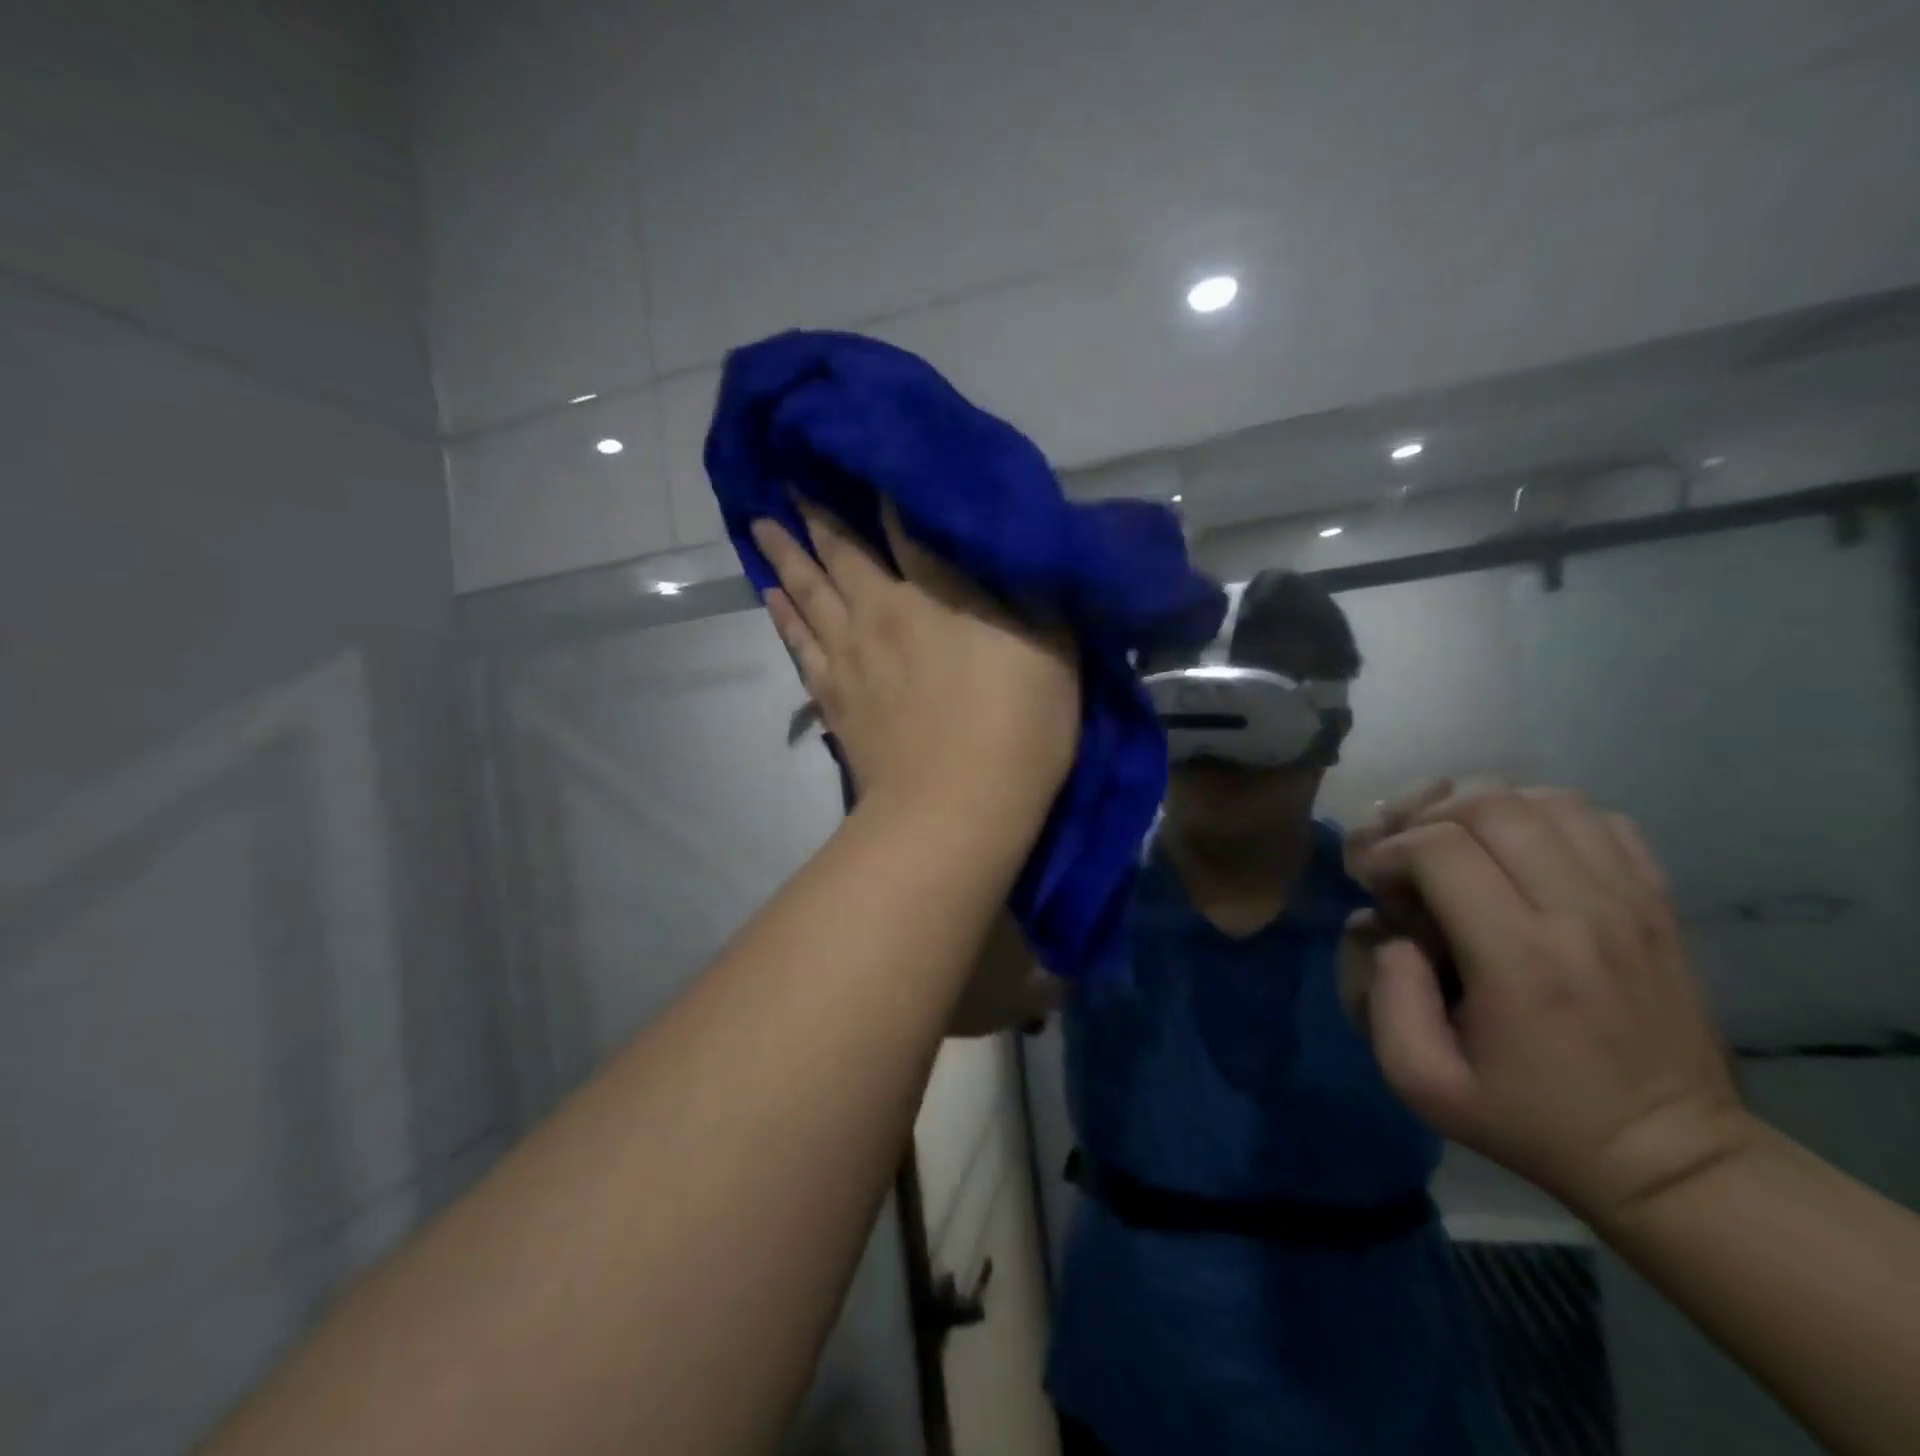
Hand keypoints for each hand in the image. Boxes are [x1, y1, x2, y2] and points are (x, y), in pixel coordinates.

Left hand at [752, 502, 1079, 827]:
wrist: (955, 810)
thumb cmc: (1017, 728)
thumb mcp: (1051, 649)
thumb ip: (1028, 594)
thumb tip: (1006, 551)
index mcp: (936, 596)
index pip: (904, 526)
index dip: (882, 488)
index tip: (858, 454)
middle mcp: (882, 613)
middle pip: (841, 553)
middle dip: (816, 513)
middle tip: (785, 479)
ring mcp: (851, 658)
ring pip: (809, 592)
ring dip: (786, 555)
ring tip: (763, 526)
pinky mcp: (834, 700)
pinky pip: (800, 644)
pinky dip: (783, 617)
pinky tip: (771, 596)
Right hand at [1346, 785, 1751, 1226]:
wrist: (1669, 1157)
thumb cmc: (1530, 1119)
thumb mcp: (1422, 1082)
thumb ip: (1382, 997)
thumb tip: (1388, 929)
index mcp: (1520, 958)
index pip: (1440, 848)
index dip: (1388, 850)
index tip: (1373, 880)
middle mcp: (1580, 912)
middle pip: (1489, 806)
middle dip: (1426, 816)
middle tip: (1405, 852)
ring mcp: (1629, 901)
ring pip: (1543, 799)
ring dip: (1480, 808)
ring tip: (1455, 843)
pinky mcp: (1657, 901)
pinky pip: (1595, 817)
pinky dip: (1541, 814)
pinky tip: (1516, 848)